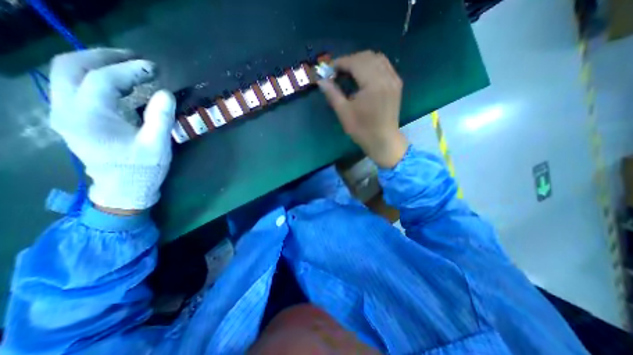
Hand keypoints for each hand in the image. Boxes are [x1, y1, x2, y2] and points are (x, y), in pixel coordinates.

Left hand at [47, 47, 176, 212]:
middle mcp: (66, 110)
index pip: (103, 79)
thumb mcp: (157, 144)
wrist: (124, 189)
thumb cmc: (142, 168)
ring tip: (130, 67)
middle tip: (136, 59)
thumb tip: (166, 92)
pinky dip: (96, 78)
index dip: (130, 69)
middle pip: (71, 66)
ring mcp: (65, 114)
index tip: (154, 68)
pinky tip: (121, 85)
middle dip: (104, 57)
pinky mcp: (73, 119)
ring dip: (98, 64)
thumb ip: (161, 117)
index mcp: (89, 117)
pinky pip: (75, 87)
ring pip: (67, 74)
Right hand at [320, 51, 407, 169]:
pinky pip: (384, 65)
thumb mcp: (344, 113)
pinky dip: (372, 65)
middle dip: (350, 60)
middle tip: (338, 72)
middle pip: (366, 57)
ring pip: (377, 58)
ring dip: (361, 61)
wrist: (383, 140)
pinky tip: (363, 75)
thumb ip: (332, 93)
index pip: (355, 62)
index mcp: (373, 84)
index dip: (340, 62)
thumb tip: (321, 80)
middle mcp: (386, 76)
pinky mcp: (396, 84)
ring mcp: (394, 79)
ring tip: (349, 72)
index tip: (329, 69)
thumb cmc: (362, 130)